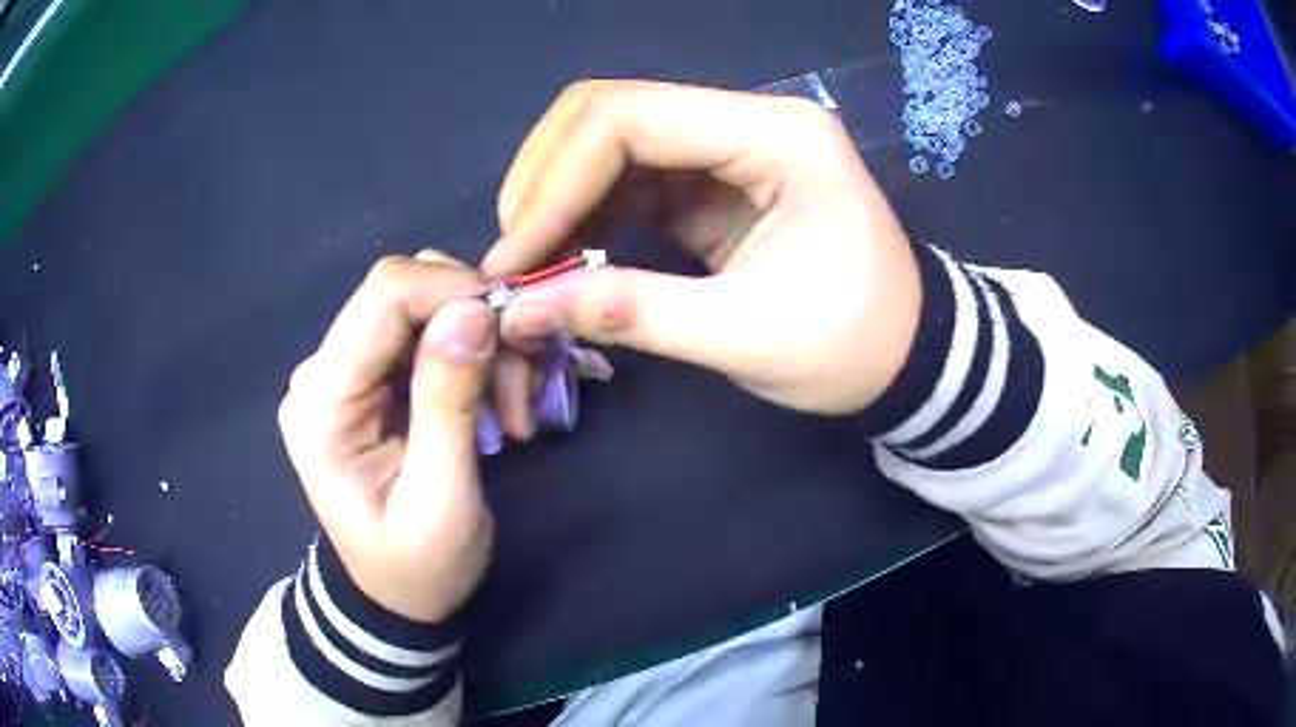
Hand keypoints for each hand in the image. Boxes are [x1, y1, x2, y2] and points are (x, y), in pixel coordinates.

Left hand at [278, 252, 494, 622]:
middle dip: (474, 321)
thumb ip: (449, 402)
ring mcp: (341, 370)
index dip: (455, 292)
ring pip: (421, 305)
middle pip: (403, 291)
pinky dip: (471, 354)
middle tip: (522, 387)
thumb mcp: (443, 499)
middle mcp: (321, 371)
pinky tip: (494, 401)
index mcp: (322, 403)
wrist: (396, 596)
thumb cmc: (418, 567)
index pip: (384, 296)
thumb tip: (475, 309)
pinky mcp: (366, 376)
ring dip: (479, 341)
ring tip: (512, 410)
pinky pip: (423, 333)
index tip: (516, 332)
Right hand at [482, 80, 920, 423]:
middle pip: (612, 112)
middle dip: (546, 179)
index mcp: (776, 136)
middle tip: (513, 254)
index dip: (554, 180)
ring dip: (560, 194)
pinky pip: (633, 176)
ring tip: (529, 260)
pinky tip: (566, 253)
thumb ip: (631, 312)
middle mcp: (749, 118)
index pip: (632, 118)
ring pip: (613, 140)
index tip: (513, 254)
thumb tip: (523, 309)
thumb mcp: (746, 336)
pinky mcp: (718, 177)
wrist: (910, 353)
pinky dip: (589, 210)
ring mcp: (731, 144)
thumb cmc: (854, 345)